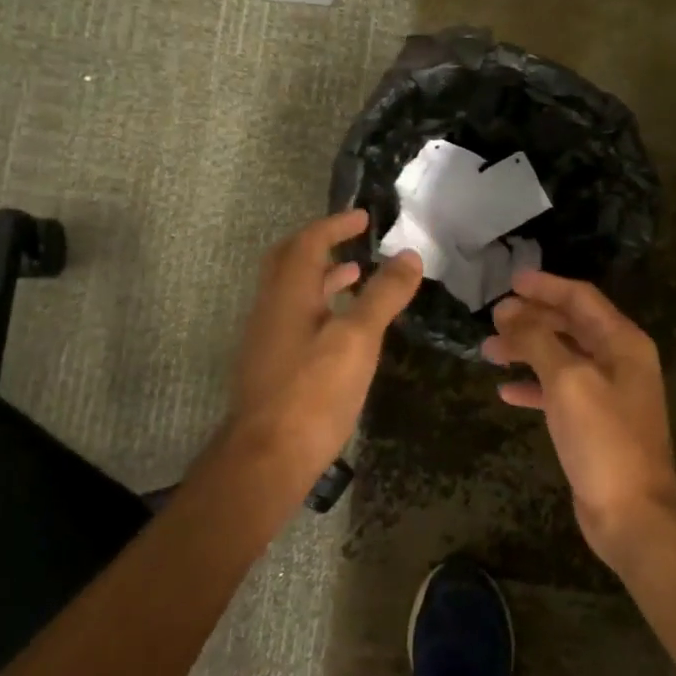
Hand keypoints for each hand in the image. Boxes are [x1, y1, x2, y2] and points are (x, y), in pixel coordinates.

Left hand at [229, 210, 422, 491]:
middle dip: (320, 245)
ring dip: (322, 278)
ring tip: (356, 277)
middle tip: (353, 240)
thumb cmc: (313, 393)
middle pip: (289, 261)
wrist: (267, 458)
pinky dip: (320, 308)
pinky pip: (295, 319)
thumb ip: (382, 296)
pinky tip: (343, 331)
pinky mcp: (271, 366)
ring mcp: (266, 339)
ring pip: (292, 293)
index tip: (363, 217)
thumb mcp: (357, 340)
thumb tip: (409, 256)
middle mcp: (270, 308)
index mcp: (288, 293)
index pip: (308, 242)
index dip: (335, 225)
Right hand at [482, 272, 675, 571]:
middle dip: (531, 319)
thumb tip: (507, 310)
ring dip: (526, 351)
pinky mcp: (594, 422)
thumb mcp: (567, 380)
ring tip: (488, 351)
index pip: (580, 298)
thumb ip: (536, 339)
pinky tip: (506, 391)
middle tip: (493, 318)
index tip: (510, 281)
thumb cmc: (603, 438)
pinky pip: (559, 391)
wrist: (632, 512)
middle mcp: (619, 361)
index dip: (545, 286)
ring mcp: (608, 393)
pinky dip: (533, 386)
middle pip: (570, 326)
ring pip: (561, 358)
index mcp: (622, 342)